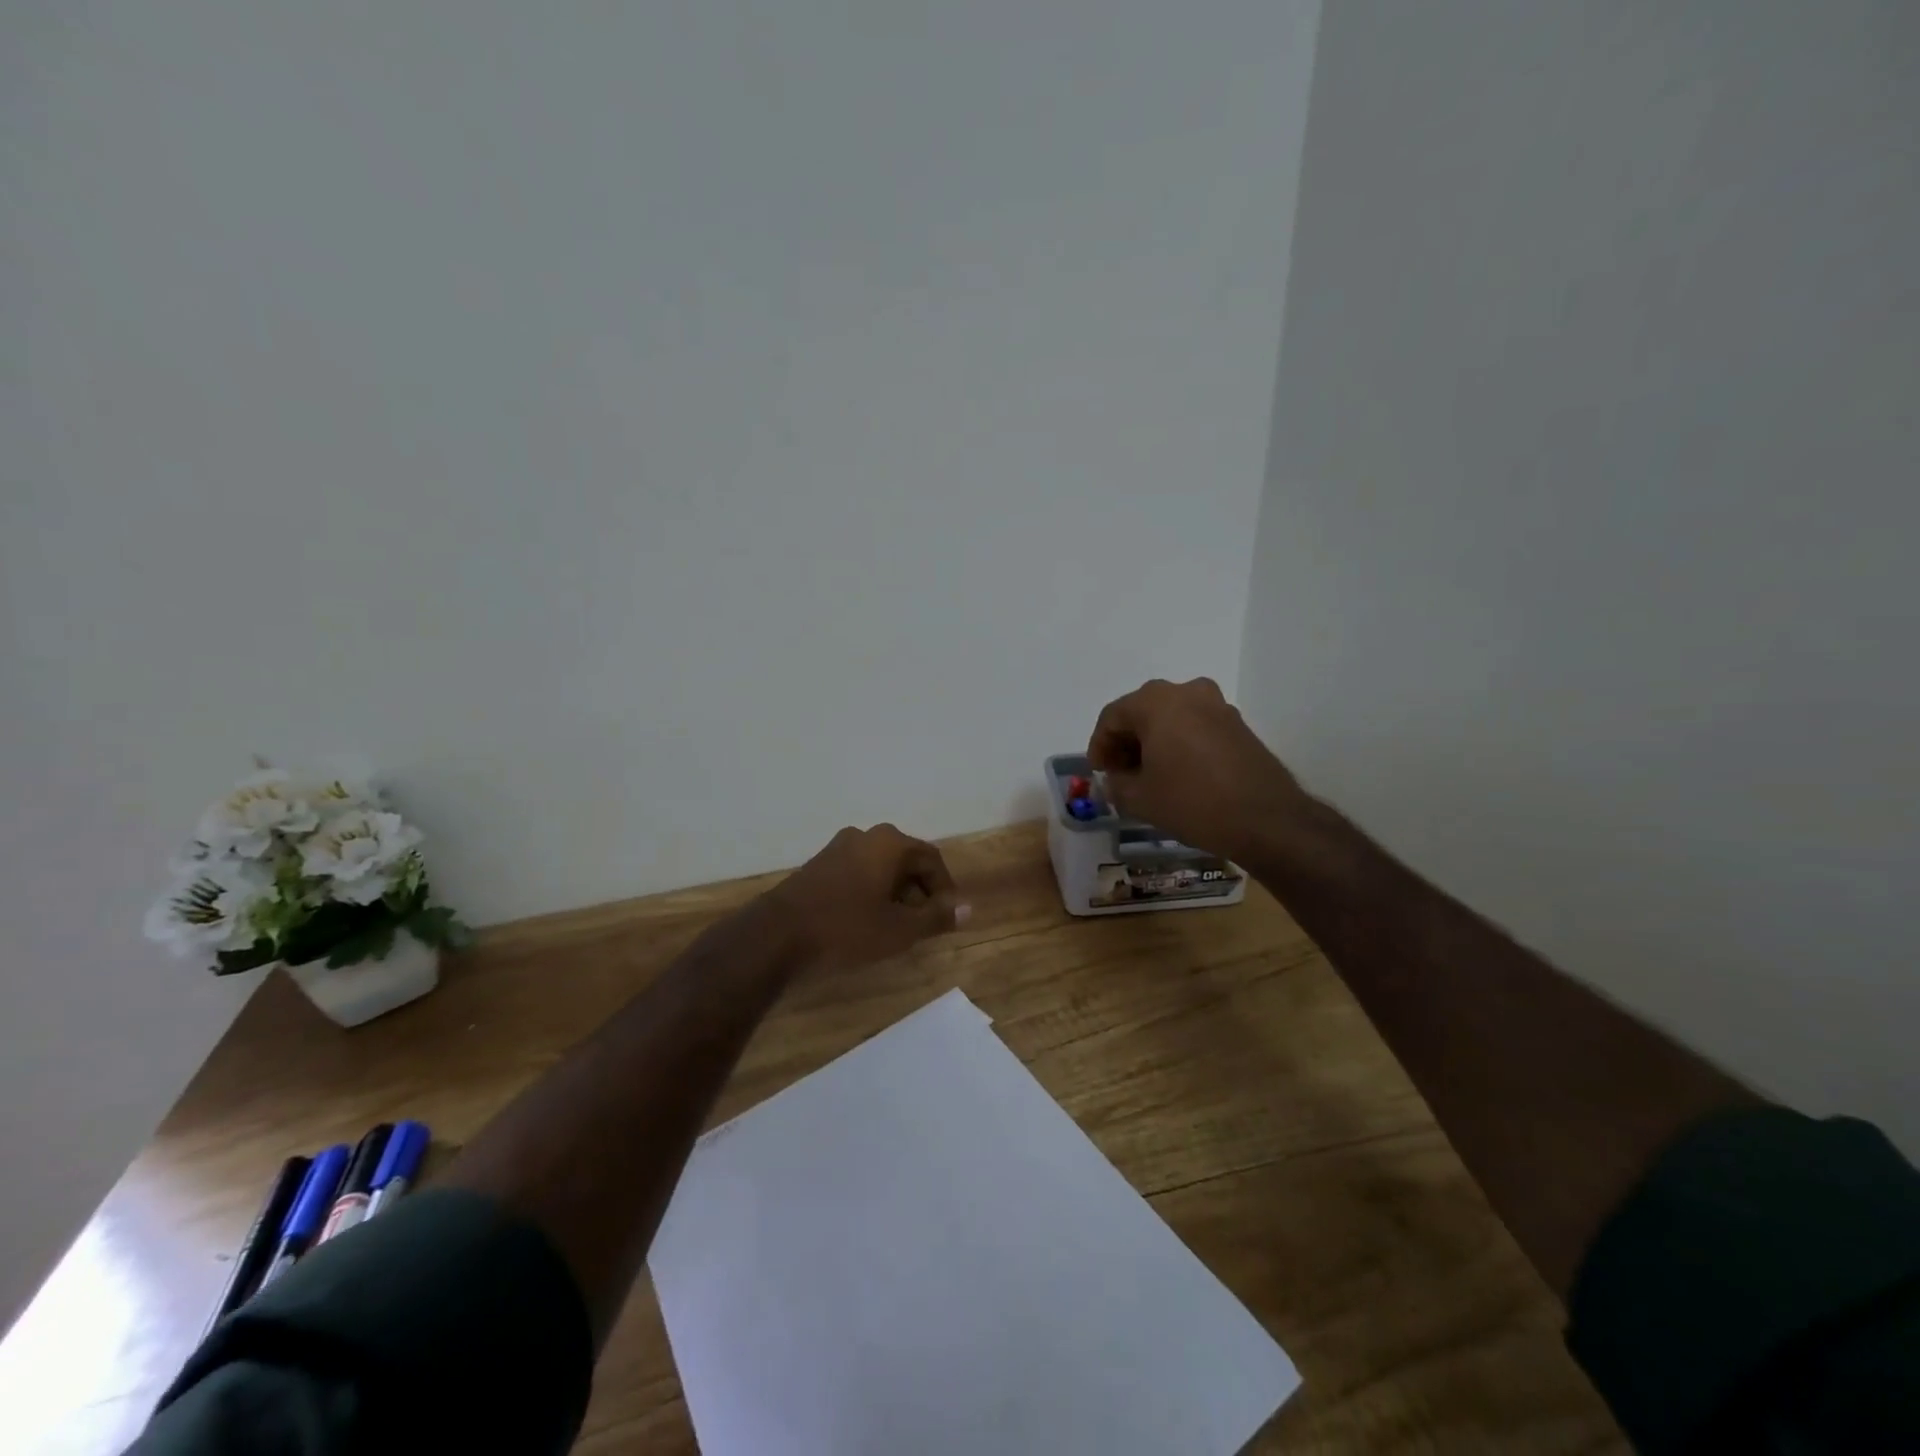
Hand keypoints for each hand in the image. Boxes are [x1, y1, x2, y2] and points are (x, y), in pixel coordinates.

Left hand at [764, 824, 969, 970]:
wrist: (777, 936)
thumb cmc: (846, 928)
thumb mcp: (899, 929)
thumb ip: (936, 917)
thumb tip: (968, 909)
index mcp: (890, 842)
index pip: (931, 860)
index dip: (945, 890)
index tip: (947, 918)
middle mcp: (866, 835)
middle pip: (906, 860)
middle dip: (919, 891)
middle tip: (922, 925)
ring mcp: (838, 848)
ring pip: (881, 867)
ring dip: (895, 893)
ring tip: (895, 927)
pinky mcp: (818, 865)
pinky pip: (858, 873)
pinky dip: (871, 893)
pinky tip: (865, 921)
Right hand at [1088, 677, 1309, 859]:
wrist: (1266, 819)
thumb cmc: (1192, 802)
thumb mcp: (1139, 799)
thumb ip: (1116, 784)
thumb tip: (1115, 779)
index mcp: (1156, 702)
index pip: (1112, 717)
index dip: (1099, 745)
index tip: (1099, 772)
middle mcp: (1187, 692)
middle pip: (1142, 711)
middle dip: (1126, 741)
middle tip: (1120, 772)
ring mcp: (1217, 705)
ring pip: (1170, 717)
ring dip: (1153, 741)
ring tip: (1148, 775)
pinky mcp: (1237, 724)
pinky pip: (1195, 725)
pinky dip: (1179, 743)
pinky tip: (1178, 773)